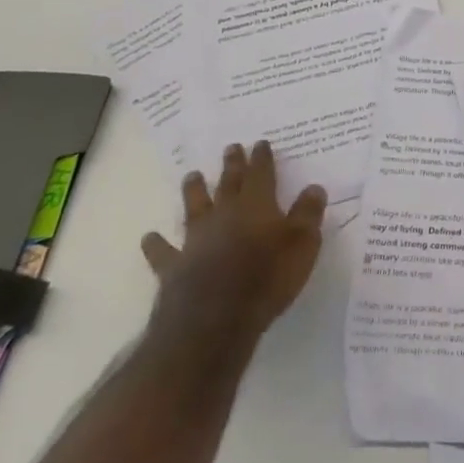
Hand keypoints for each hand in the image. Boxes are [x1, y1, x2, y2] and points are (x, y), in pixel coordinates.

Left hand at [140, 141, 327, 365]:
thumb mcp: (303, 245)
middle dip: (232, 165)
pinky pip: (163, 251)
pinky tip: (149, 237)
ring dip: (194, 191)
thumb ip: (308, 214)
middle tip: (230, 147)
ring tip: (191, 175)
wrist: (214, 319)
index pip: (261, 174)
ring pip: (195, 207)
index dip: (262, 158)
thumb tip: (314, 187)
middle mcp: (225, 214)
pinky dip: (156, 244)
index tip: (260, 143)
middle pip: (228, 183)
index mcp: (257, 206)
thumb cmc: (267, 279)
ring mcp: (196, 239)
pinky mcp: (175, 266)